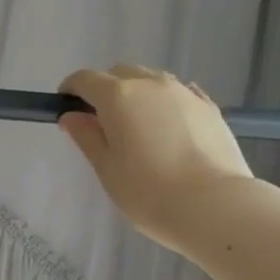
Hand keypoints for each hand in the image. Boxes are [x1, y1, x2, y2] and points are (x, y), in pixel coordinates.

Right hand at [57, 65, 254, 254]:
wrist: (214, 205)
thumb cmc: (147, 191)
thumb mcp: (106, 167)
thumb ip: (86, 136)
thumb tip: (71, 116)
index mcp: (118, 96)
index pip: (85, 79)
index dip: (71, 89)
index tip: (65, 107)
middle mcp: (151, 84)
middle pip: (120, 74)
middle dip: (104, 89)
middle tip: (100, 121)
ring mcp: (184, 92)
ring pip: (151, 81)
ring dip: (136, 94)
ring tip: (136, 126)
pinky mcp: (209, 107)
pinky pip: (178, 94)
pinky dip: (164, 103)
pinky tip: (166, 126)